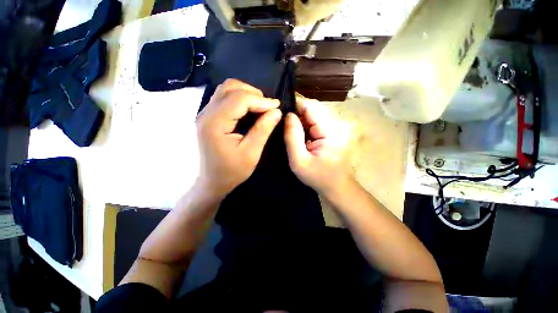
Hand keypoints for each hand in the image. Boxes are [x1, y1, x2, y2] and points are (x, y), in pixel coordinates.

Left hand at [196, 79, 281, 197]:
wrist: (212, 182)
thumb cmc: (232, 171)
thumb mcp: (251, 153)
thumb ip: (263, 129)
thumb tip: (276, 111)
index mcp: (215, 123)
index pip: (239, 99)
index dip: (261, 100)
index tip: (277, 106)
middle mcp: (206, 113)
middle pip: (231, 87)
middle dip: (253, 94)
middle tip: (268, 107)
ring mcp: (205, 113)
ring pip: (226, 89)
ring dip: (246, 94)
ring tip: (260, 107)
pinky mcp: (208, 116)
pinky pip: (224, 97)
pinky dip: (239, 99)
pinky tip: (249, 110)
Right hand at [284, 97, 350, 193]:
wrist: (337, 185)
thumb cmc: (317, 176)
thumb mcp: (298, 160)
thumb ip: (292, 136)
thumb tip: (288, 115)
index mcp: (331, 130)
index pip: (311, 106)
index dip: (295, 106)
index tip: (282, 114)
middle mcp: (338, 123)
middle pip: (314, 107)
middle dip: (298, 114)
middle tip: (286, 127)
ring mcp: (338, 125)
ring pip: (315, 112)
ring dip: (303, 119)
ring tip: (294, 132)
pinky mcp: (336, 129)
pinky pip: (318, 119)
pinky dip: (308, 124)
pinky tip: (303, 135)